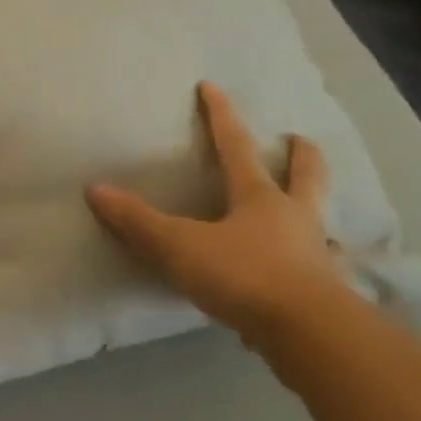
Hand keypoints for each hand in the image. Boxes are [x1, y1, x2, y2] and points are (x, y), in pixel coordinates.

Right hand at [86, 82, 351, 345]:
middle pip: (304, 176)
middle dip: (299, 156)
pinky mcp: (325, 293)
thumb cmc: (243, 276)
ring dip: (315, 210)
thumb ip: (138, 222)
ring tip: (309, 210)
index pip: (235, 146)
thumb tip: (95, 189)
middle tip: (298, 139)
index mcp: (260, 198)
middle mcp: (294, 218)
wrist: (307, 334)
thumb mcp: (180, 247)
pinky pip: (319, 272)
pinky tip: (308, 279)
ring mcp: (315, 255)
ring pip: (320, 222)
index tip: (211, 86)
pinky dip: (315, 268)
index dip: (220, 115)